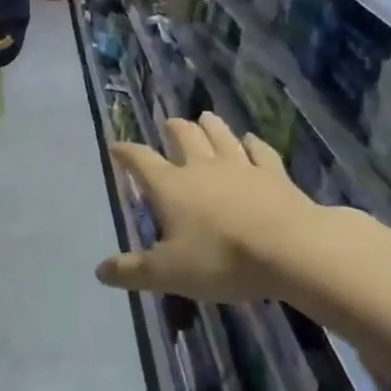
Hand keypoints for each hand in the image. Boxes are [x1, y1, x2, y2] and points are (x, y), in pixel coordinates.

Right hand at [97, 113, 374, 304]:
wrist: (290, 250)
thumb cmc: (220, 259)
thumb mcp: (167, 273)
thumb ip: (133, 271)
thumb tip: (100, 271)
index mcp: (171, 186)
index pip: (141, 161)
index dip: (126, 152)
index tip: (116, 146)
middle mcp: (202, 168)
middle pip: (185, 138)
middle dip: (173, 129)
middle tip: (168, 123)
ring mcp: (241, 167)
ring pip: (221, 137)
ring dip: (211, 126)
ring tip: (204, 117)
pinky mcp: (274, 175)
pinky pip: (261, 152)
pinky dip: (254, 144)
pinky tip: (252, 140)